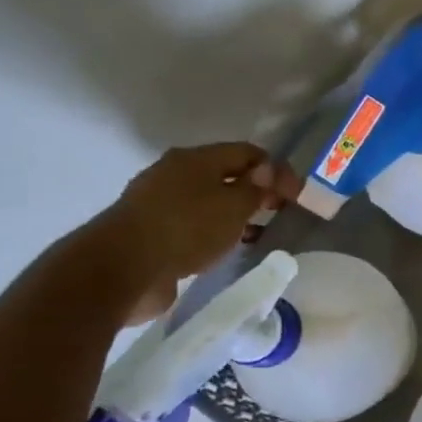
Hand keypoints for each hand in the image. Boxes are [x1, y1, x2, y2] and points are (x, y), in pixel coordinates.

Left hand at [74, 144, 302, 323]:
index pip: (247, 152)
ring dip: (236, 213)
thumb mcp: (234, 206)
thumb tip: (267, 170)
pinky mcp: (154, 229)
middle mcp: (176, 173)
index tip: (296, 195)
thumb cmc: (187, 229)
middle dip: (256, 190)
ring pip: (210, 200)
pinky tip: (228, 246)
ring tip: (257, 231)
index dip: (276, 169)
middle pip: (226, 174)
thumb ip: (256, 187)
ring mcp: (161, 202)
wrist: (124, 268)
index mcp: (195, 159)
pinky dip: (216, 230)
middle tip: (279, 212)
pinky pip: (195, 223)